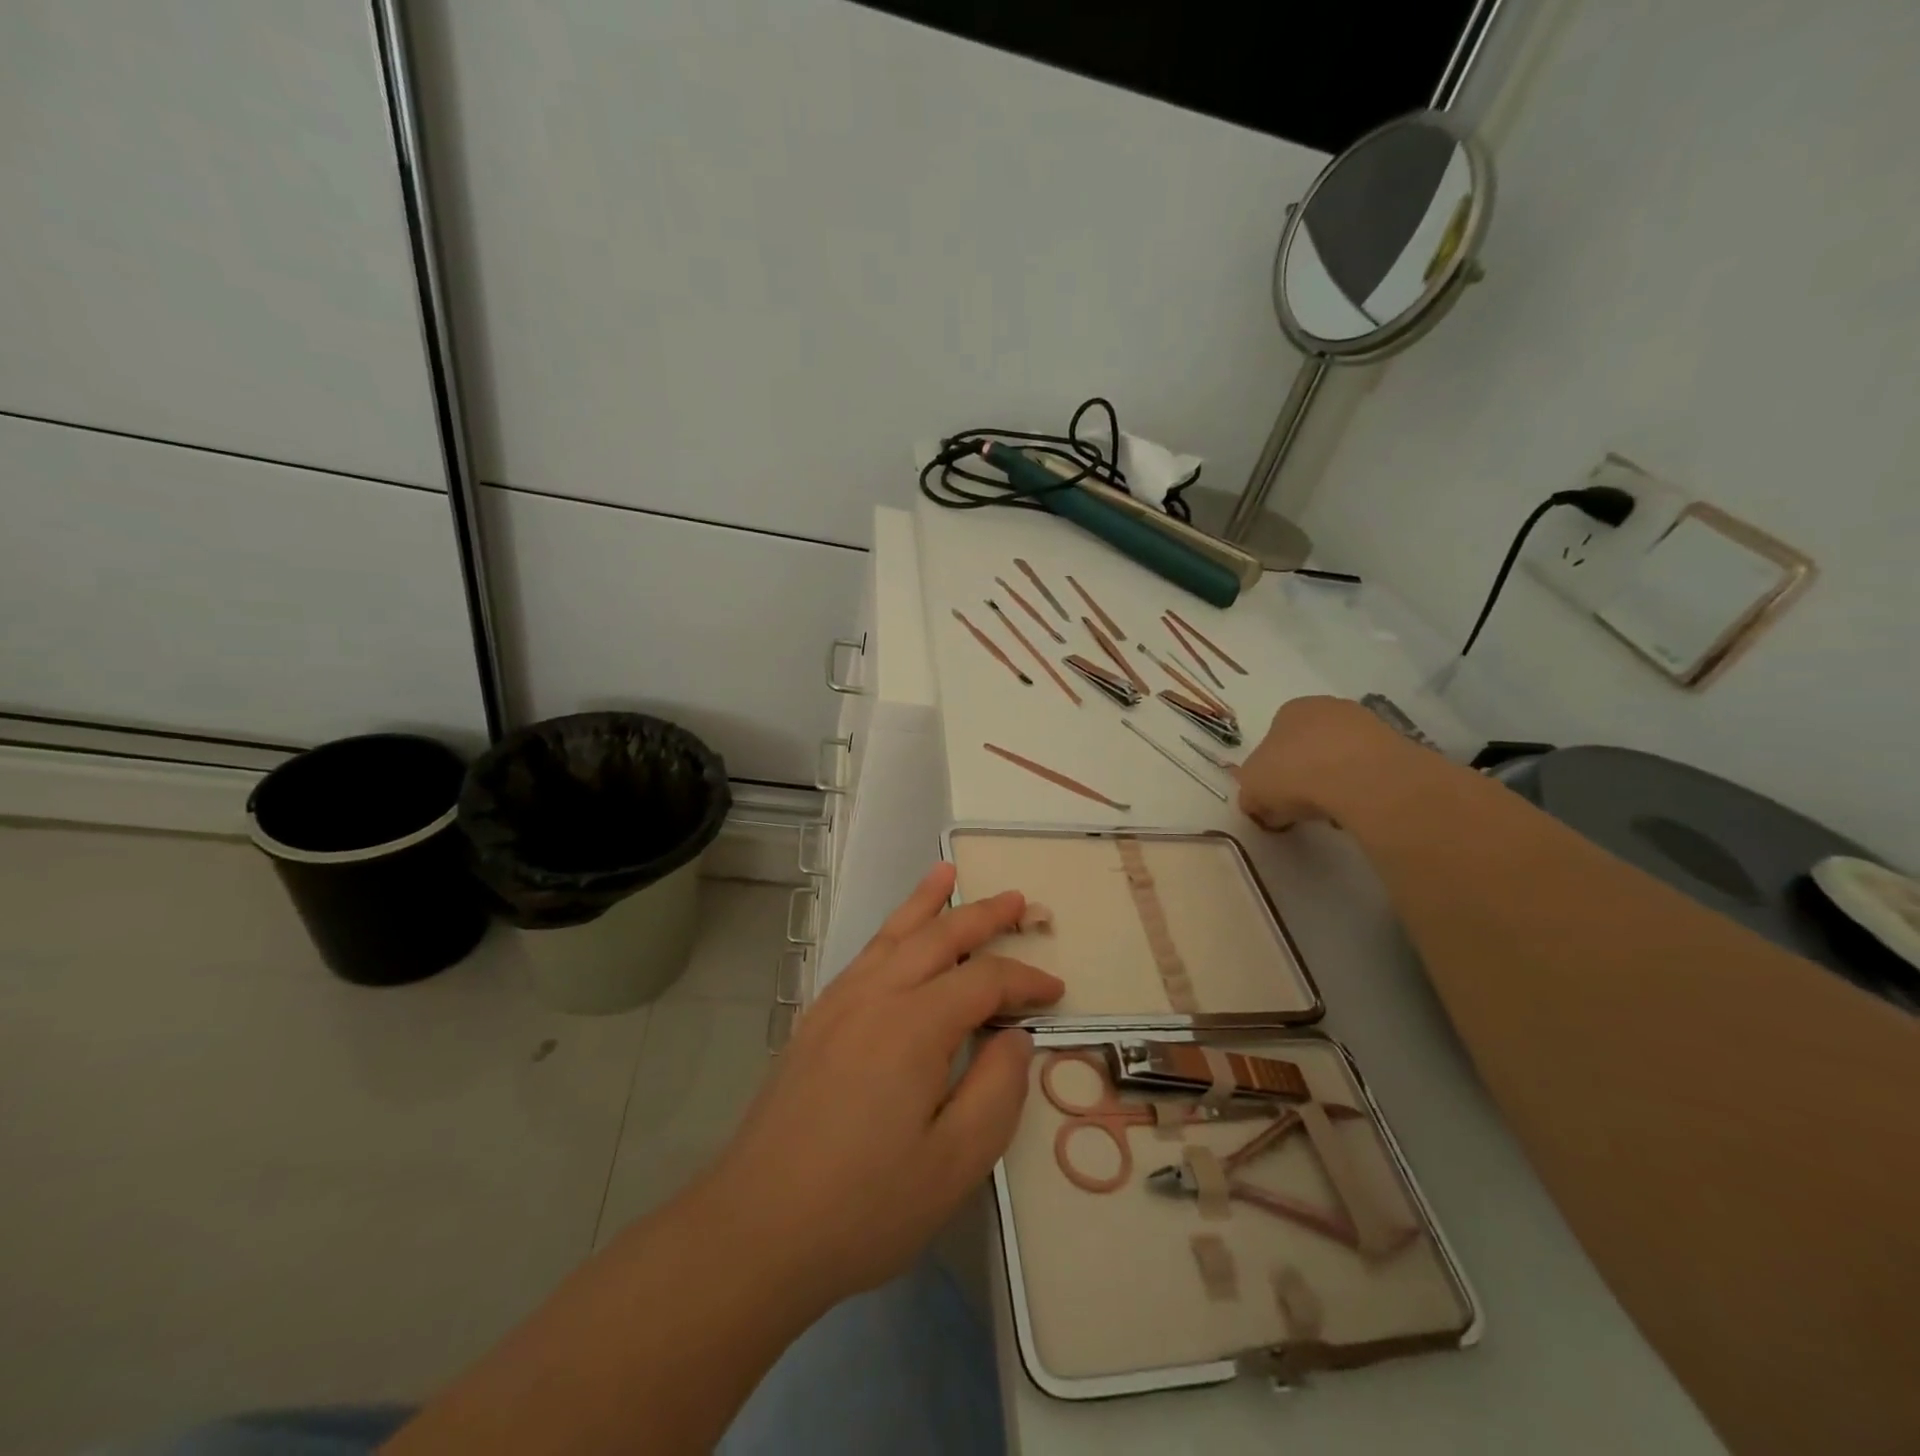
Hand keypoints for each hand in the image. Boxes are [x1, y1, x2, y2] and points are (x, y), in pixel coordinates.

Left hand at [704, 862, 1061, 1306]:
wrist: (756, 1229)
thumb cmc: (865, 1205)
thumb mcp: (955, 1163)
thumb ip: (997, 1090)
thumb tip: (1015, 1036)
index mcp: (915, 1025)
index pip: (985, 981)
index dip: (1025, 980)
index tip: (1056, 993)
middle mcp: (876, 996)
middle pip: (938, 937)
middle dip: (982, 915)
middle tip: (1018, 900)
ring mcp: (839, 1004)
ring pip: (892, 934)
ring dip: (926, 902)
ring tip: (947, 872)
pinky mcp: (815, 1021)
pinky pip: (864, 956)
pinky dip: (890, 931)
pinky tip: (897, 936)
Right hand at [1237, 695, 1405, 830]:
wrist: (1359, 778)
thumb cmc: (1293, 773)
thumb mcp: (1252, 790)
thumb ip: (1251, 794)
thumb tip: (1257, 804)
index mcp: (1289, 710)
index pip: (1275, 736)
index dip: (1272, 768)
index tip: (1274, 795)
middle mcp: (1328, 707)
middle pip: (1310, 742)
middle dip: (1305, 770)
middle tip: (1301, 803)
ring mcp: (1366, 722)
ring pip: (1342, 755)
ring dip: (1336, 778)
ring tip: (1332, 809)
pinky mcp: (1397, 745)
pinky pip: (1370, 769)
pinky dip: (1363, 786)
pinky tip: (1358, 805)